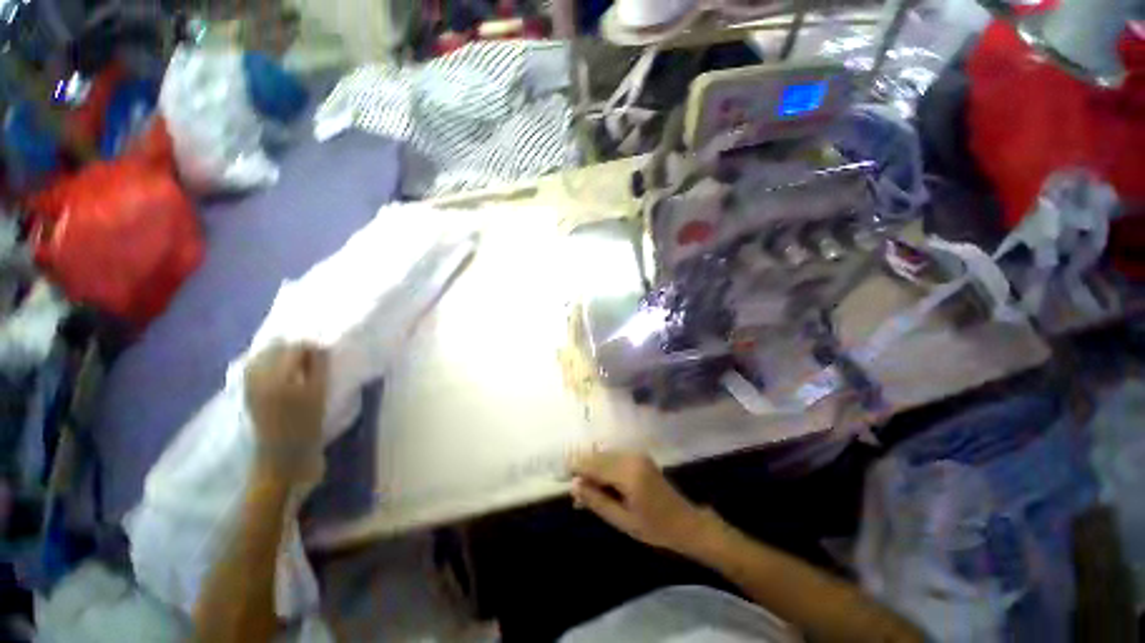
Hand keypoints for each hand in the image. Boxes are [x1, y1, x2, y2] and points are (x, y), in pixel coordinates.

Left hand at [245, 343, 328, 485]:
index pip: (295, 347)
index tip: (325, 354)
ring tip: (299, 364)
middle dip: (294, 348)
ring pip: (263, 356)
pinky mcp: (247, 394)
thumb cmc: (307, 426)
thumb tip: (319, 347)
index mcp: (279, 377)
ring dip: (280, 355)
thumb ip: (319, 368)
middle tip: (313, 358)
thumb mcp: (319, 396)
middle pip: (276, 348)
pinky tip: (283, 372)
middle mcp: (259, 377)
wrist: (283, 459)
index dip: (312, 347)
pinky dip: (268, 364)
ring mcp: (250, 385)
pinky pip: (255, 368)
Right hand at [567, 450, 716, 553]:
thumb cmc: (655, 528)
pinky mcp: (639, 457)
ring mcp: (636, 454)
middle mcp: (631, 456)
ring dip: (592, 469)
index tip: (560, 474)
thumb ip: (596, 501)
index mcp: (628, 472)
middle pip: (597, 456)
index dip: (575, 466)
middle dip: (583, 469)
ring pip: (604, 455)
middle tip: (574, 492)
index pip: (593, 463)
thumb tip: (573, 486)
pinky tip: (600, 485)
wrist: (686, 523)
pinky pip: (614, 457)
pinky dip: (603, 468)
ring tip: (586, 492)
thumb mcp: (622, 520)